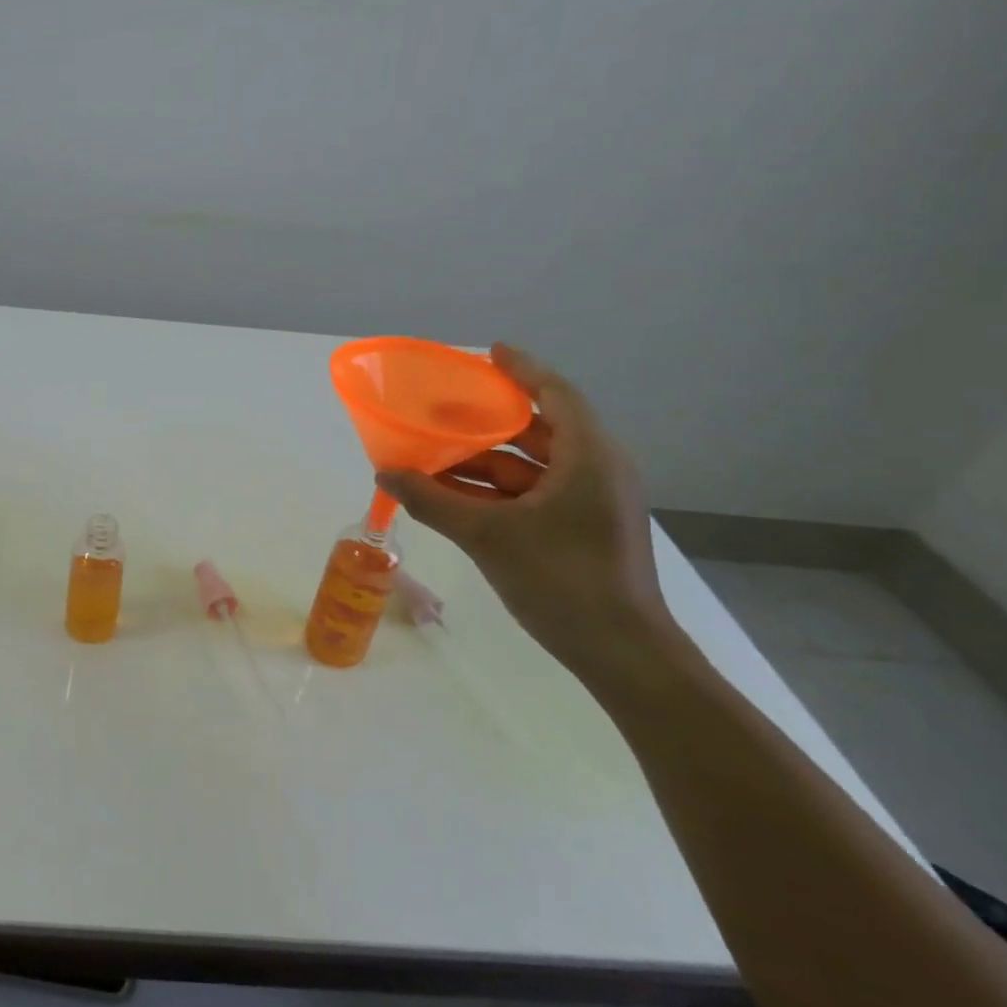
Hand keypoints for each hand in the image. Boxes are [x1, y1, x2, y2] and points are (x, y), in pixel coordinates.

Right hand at [375, 345, 674, 677]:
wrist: (621, 653)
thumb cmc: (561, 580)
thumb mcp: (487, 536)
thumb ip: (432, 500)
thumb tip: (384, 472)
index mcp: (588, 457)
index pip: (555, 393)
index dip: (521, 369)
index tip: (488, 352)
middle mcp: (595, 470)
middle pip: (539, 429)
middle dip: (488, 420)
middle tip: (443, 408)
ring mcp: (590, 503)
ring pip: (531, 467)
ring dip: (484, 462)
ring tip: (434, 456)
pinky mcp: (581, 530)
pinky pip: (533, 495)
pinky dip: (495, 491)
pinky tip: (454, 496)